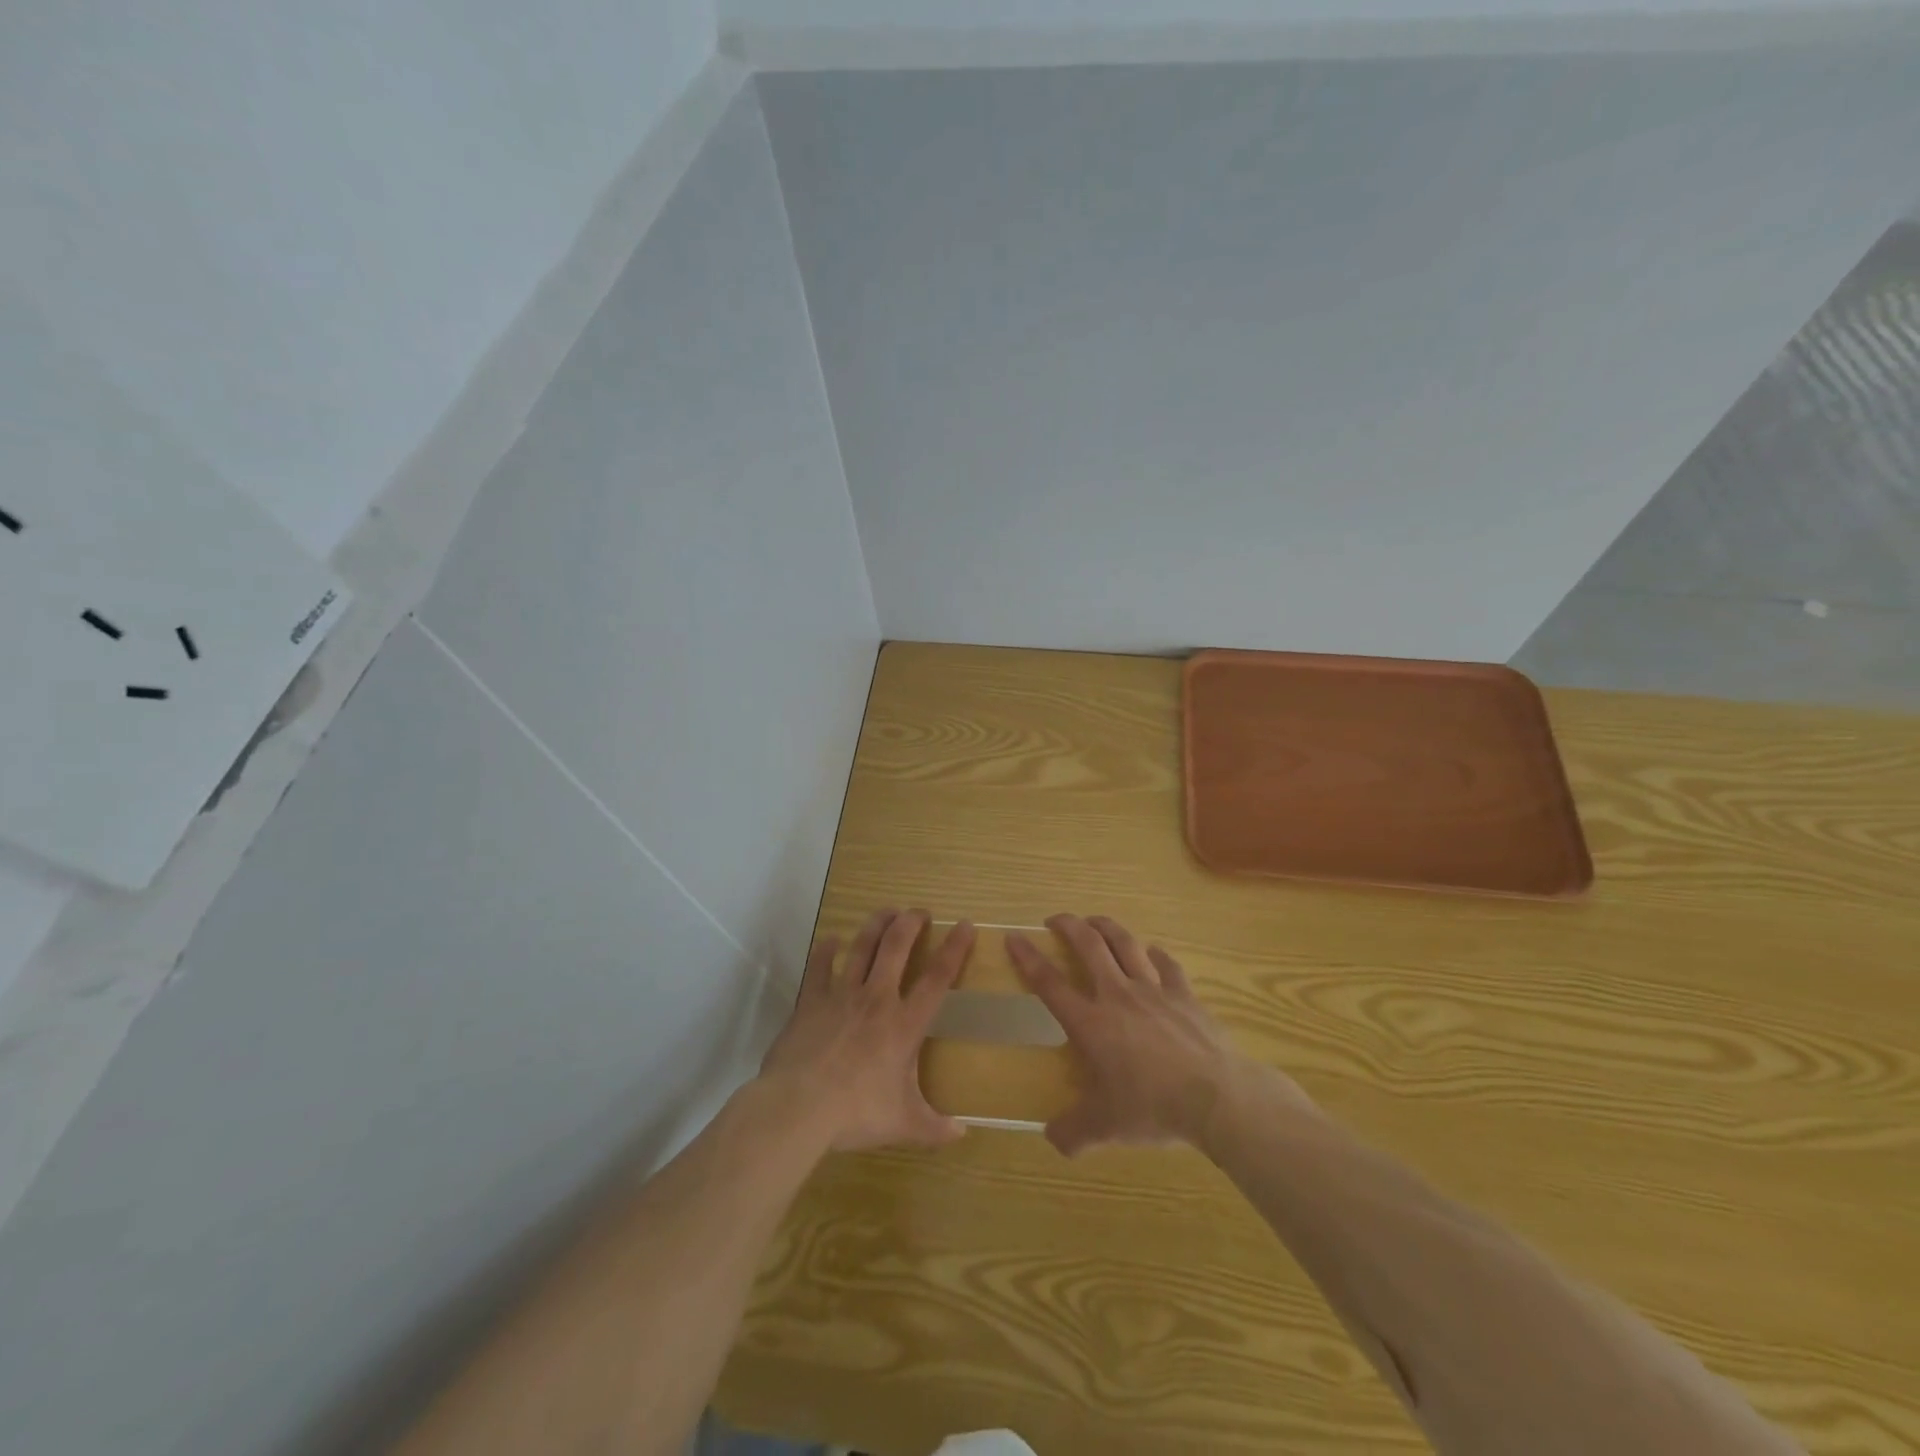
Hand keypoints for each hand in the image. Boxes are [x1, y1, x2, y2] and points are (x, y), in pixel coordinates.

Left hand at [757, 908, 973, 1152]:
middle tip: (920, 911)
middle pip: (897, 948)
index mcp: (904, 1024)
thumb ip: (934, 1128)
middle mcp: (877, 999)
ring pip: (861, 948)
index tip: (965, 925)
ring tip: (886, 911)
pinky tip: (830, 939)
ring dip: (876, 926)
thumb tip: (962, 1135)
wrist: (799, 1106)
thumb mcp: (903, 1124)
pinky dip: (826, 950)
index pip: (937, 978)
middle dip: (911, 923)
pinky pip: (819, 967)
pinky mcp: (810, 1001)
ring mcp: (841, 996)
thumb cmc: (856, 1112)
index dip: (954, 949)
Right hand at [1008, 914, 1304, 1155]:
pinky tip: (1151, 952)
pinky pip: (1166, 964)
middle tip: (1055, 919)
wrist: (1216, 1097)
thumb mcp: (1106, 1128)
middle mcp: (1117, 995)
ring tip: (1095, 921)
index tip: (1014, 937)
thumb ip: (1074, 1132)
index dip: (1028, 958)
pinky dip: (1155, 953)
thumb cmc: (1153, 1108)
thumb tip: (1052, 1139)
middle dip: (1069, 925)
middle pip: (1089, 945)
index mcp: (1091, 1023)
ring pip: (1126, 943)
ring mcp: (1154, 990)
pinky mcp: (1185, 994)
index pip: (1050, 983)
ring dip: (1106, 926)